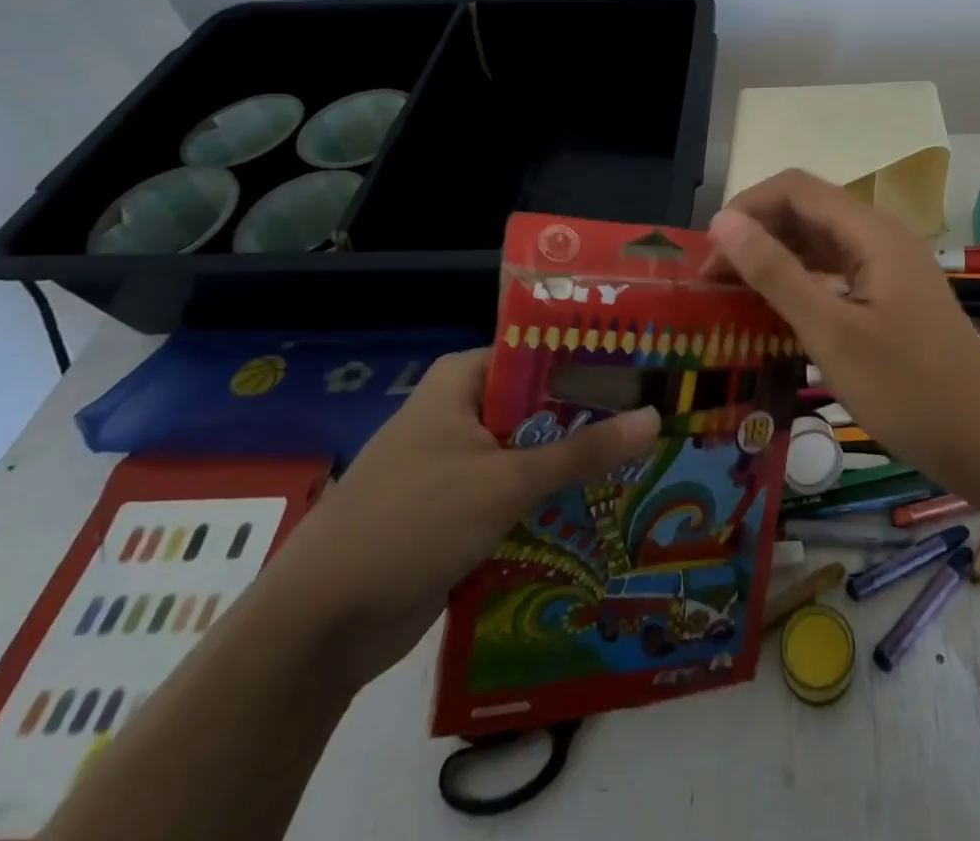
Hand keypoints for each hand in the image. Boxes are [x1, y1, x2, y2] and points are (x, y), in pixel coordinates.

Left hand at [253, 348, 659, 687]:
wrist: (319, 628)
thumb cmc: (411, 524)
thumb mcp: (505, 482)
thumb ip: (583, 451)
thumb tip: (656, 417)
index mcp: (463, 381)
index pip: (543, 351)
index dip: (594, 359)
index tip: (649, 371)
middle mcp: (461, 411)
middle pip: (541, 404)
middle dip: (593, 418)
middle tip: (661, 419)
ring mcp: (458, 462)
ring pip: (532, 452)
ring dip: (576, 464)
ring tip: (648, 462)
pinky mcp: (458, 510)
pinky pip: (516, 493)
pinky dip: (550, 501)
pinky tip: (604, 508)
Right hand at [706, 169, 979, 483]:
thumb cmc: (907, 388)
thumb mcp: (831, 332)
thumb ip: (776, 272)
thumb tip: (723, 221)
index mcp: (872, 232)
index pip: (796, 188)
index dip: (747, 208)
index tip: (709, 254)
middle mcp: (881, 236)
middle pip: (807, 211)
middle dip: (756, 234)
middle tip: (713, 282)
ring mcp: (889, 266)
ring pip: (819, 242)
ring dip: (775, 258)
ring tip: (734, 295)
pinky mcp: (890, 295)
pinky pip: (836, 271)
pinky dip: (801, 281)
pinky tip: (777, 310)